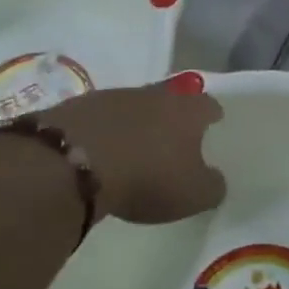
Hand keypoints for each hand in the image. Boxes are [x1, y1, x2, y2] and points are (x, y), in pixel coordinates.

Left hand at [36, 85, 225, 225]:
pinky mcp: (79, 107)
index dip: (212, 114)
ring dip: (136, 123)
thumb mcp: (193, 194)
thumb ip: (212, 186)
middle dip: (173, 116)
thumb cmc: (147, 176)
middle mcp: (154, 94)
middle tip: (173, 137)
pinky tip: (101, 151)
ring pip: (134, 106)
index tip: (213, 123)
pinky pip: (101, 118)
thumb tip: (216, 179)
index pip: (208, 105)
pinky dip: (105, 131)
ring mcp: (114, 97)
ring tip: (134, 147)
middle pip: (170, 99)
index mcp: (187, 111)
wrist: (72, 163)